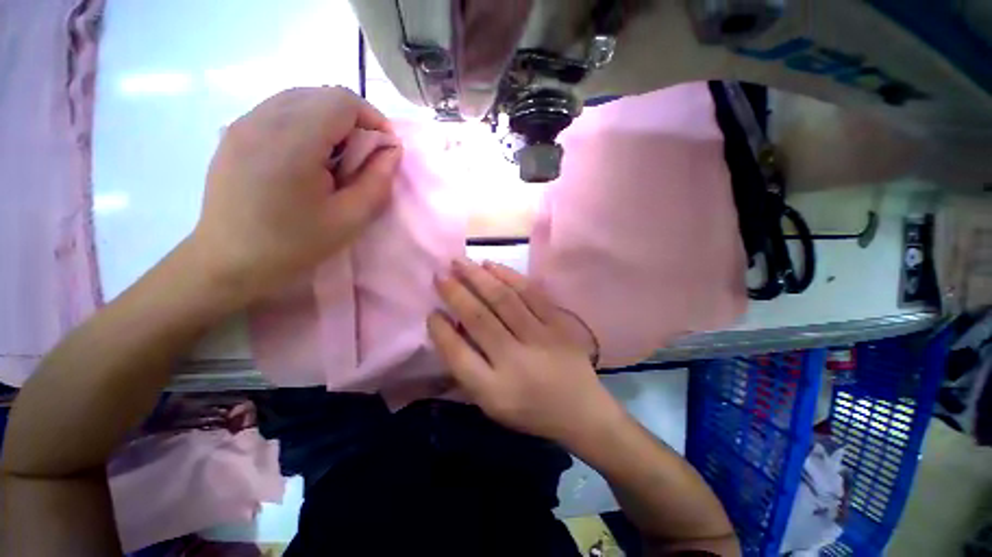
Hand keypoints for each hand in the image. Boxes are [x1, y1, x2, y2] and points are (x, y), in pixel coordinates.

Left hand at [190, 86, 401, 302]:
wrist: (230, 261)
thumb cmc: (294, 245)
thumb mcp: (350, 220)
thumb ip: (377, 181)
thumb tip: (391, 151)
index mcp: (292, 143)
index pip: (341, 100)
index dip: (372, 118)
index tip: (385, 148)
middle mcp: (262, 119)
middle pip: (321, 94)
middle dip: (354, 121)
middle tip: (362, 158)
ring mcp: (243, 122)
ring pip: (301, 99)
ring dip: (330, 121)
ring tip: (336, 159)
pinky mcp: (235, 131)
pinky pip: (280, 110)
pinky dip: (306, 123)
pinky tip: (308, 158)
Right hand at [428, 258, 620, 443]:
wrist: (581, 410)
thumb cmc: (530, 409)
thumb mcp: (492, 403)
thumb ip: (468, 368)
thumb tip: (450, 326)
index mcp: (494, 390)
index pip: (457, 354)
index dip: (440, 330)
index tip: (431, 311)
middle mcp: (515, 361)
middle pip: (479, 318)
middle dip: (455, 292)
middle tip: (440, 273)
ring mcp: (540, 338)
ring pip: (504, 299)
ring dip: (478, 277)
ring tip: (461, 262)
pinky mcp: (559, 324)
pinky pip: (531, 293)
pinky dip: (508, 276)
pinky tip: (491, 265)